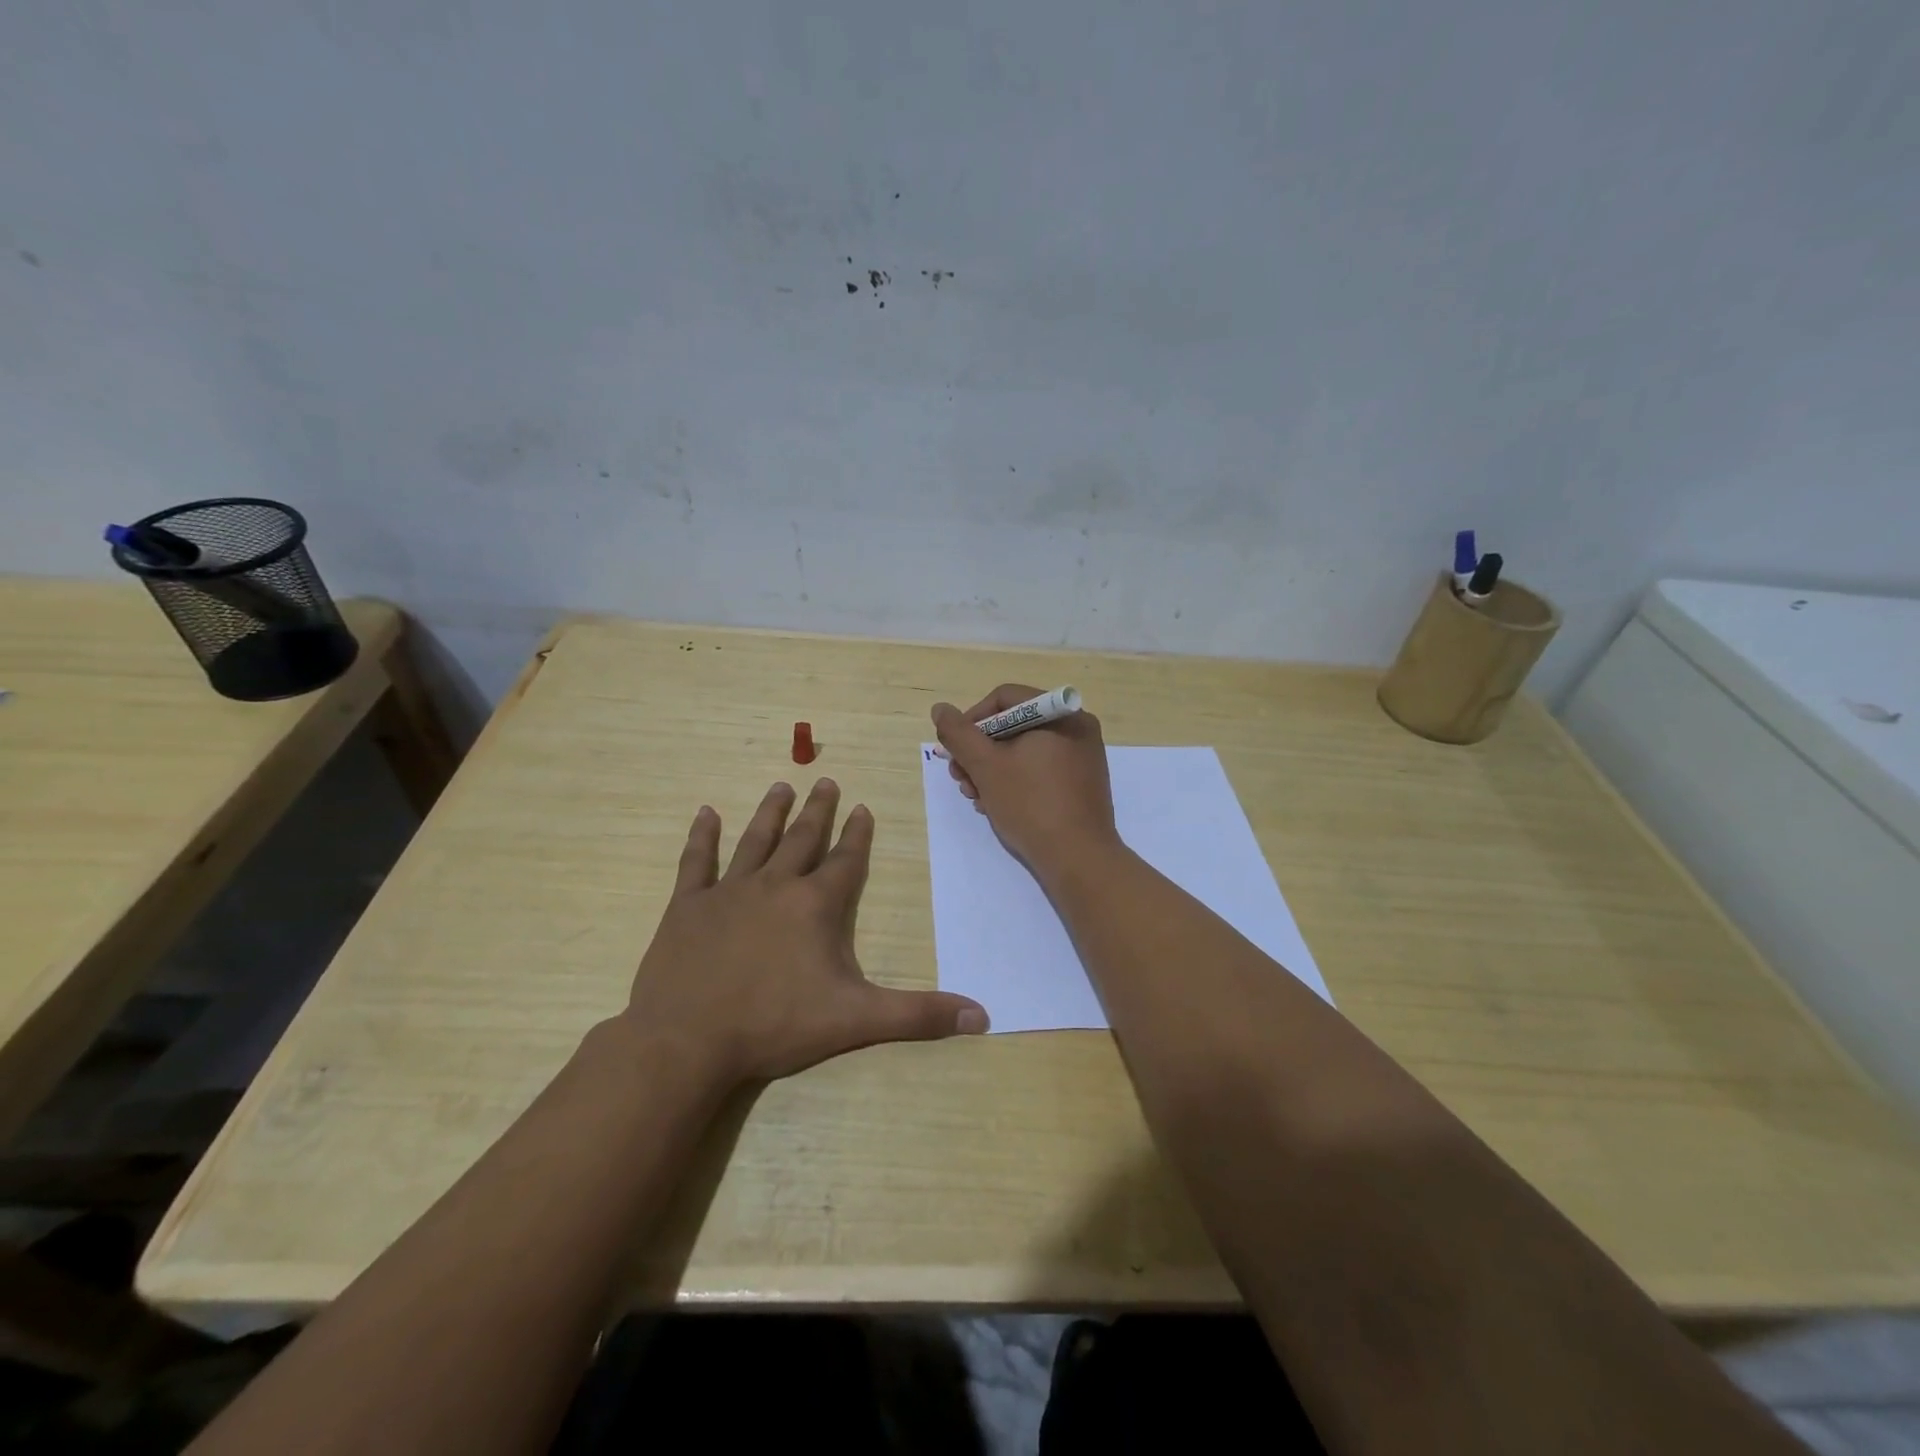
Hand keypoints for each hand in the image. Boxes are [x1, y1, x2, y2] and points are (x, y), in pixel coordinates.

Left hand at [620, 779, 988, 1084]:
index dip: (858, 835)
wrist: (687, 1040)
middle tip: (825, 780)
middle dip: (818, 811)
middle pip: (803, 839)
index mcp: (815, 905)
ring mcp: (728, 892)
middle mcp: (774, 886)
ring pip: (755, 840)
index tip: (863, 807)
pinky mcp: (688, 906)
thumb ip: (918, 1015)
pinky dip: (702, 837)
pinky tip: (705, 813)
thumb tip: (982, 1016)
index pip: (845, 860)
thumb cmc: (775, 1025)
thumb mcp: (856, 1020)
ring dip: (771, 813)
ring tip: (781, 786)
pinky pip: (696, 862)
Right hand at [931, 685, 1119, 875]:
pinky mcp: (1081, 783)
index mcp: (1060, 714)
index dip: (971, 720)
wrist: (1078, 859)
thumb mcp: (985, 766)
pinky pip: (1040, 769)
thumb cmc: (1031, 804)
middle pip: (1014, 725)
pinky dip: (1015, 780)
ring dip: (992, 769)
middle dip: (979, 751)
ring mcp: (1082, 757)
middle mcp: (1076, 727)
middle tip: (960, 777)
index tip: (954, 749)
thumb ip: (959, 734)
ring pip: (1024, 750)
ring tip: (974, 796)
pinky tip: (996, 804)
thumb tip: (940, 709)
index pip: (1004, 698)